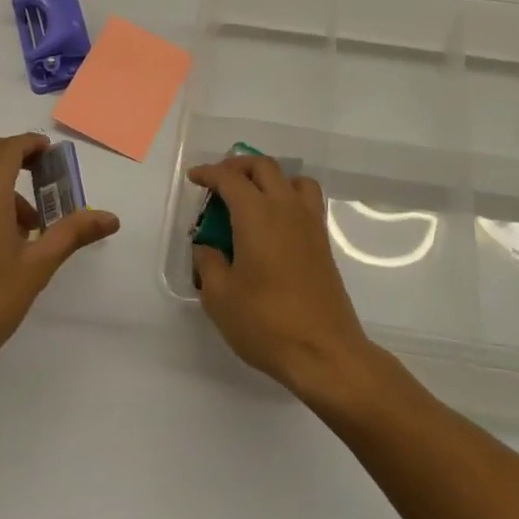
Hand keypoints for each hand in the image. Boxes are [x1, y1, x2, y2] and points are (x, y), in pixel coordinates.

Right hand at [190, 154, 374, 399]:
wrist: (324, 352)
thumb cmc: (266, 323)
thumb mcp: (220, 297)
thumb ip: (208, 263)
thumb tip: (207, 247)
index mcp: (257, 215)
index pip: (230, 179)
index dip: (209, 173)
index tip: (194, 177)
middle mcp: (286, 208)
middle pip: (264, 167)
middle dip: (238, 166)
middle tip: (218, 182)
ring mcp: (310, 224)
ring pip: (292, 178)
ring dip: (268, 177)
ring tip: (251, 196)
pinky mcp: (323, 242)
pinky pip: (306, 200)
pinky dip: (288, 195)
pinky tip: (274, 222)